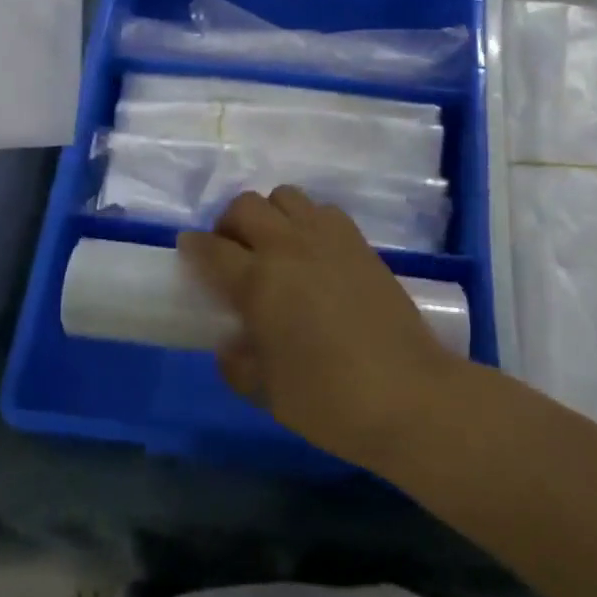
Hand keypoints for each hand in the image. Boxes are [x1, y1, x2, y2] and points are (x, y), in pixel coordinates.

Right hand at [179, 187, 464, 468]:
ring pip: (285, 196)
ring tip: (274, 247)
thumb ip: (238, 362)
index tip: (188, 250)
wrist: (408, 394)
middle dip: (229, 224)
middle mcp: (289, 247)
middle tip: (232, 253)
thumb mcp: (267, 391)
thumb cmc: (329, 400)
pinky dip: (307, 220)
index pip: (212, 249)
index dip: (194, 247)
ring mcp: (328, 238)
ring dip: (270, 214)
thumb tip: (232, 343)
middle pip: (245, 206)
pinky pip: (322, 210)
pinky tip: (312, 252)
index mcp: (259, 282)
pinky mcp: (360, 242)